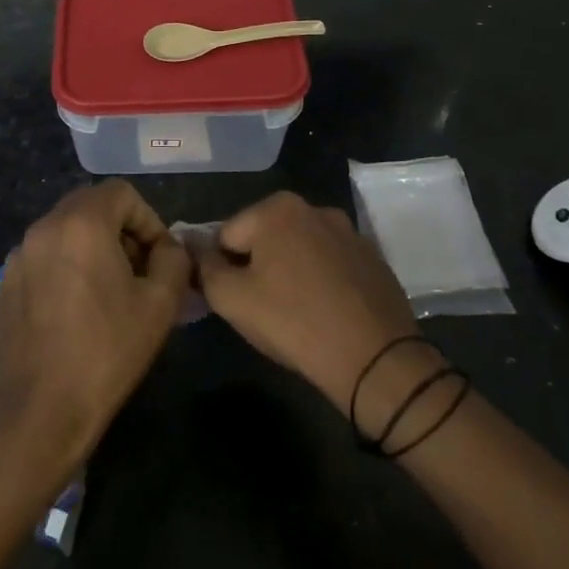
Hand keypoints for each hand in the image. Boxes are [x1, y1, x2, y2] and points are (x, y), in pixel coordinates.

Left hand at [0, 181, 191, 471]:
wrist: (41, 408)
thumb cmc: (107, 350)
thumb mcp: (161, 304)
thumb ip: (174, 260)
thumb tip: (167, 248)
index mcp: (81, 223)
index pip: (121, 193)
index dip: (148, 220)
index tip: (159, 259)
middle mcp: (44, 227)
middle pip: (91, 206)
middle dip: (121, 231)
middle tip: (139, 273)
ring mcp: (19, 254)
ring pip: (66, 230)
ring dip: (94, 247)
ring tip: (110, 292)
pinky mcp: (7, 282)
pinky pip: (45, 256)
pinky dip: (67, 266)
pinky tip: (77, 310)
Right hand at [196, 192, 432, 420]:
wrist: (376, 360)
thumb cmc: (293, 321)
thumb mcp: (230, 298)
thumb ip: (203, 266)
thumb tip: (192, 245)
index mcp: (276, 208)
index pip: (226, 235)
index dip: (222, 269)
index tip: (234, 300)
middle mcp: (314, 208)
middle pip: (263, 238)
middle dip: (256, 267)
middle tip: (262, 310)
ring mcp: (349, 232)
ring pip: (298, 251)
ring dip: (289, 273)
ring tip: (294, 315)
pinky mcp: (373, 259)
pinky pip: (330, 266)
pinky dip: (320, 282)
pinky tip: (324, 314)